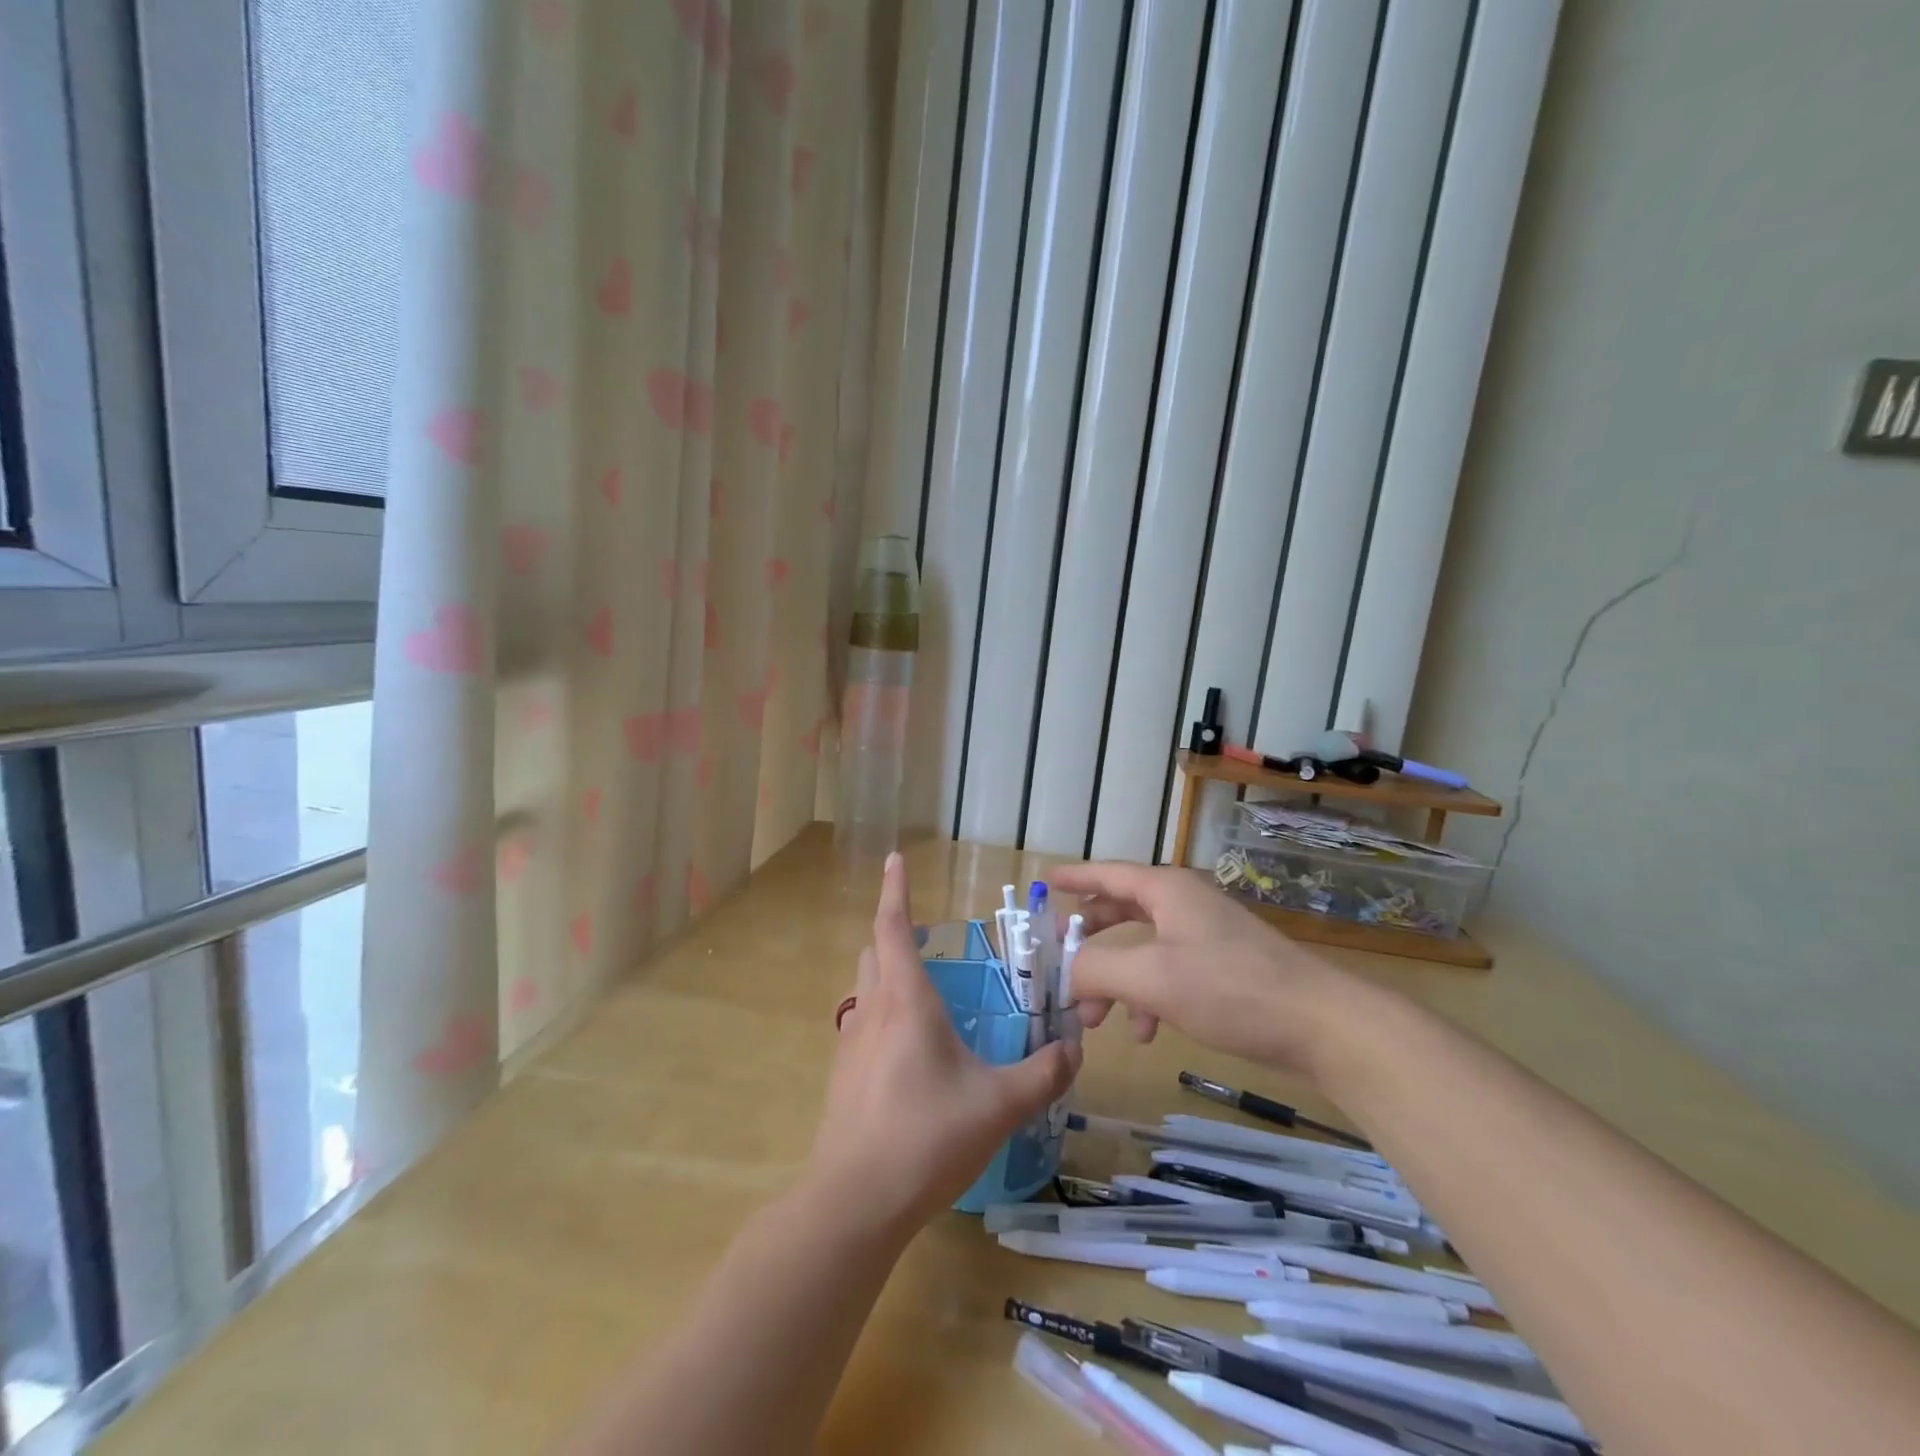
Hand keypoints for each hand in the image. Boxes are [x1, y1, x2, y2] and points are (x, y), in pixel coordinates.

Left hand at [809, 853, 1080, 1232]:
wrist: (855, 1202)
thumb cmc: (928, 1137)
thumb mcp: (999, 1105)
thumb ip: (1043, 1075)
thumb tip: (1074, 1049)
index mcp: (907, 1001)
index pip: (893, 928)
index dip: (896, 890)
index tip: (895, 858)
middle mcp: (873, 1012)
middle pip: (874, 953)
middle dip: (893, 933)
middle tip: (922, 936)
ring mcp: (851, 1044)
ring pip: (865, 989)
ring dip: (886, 976)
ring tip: (922, 992)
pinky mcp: (843, 1077)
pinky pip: (862, 1026)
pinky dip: (883, 1016)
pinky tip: (908, 1053)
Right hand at [1051, 861, 1356, 1076]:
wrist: (1322, 1026)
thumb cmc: (1231, 989)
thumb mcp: (1152, 978)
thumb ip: (1096, 970)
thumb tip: (1063, 972)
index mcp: (1165, 891)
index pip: (1107, 874)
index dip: (1074, 878)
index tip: (1045, 882)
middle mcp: (1183, 904)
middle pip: (1121, 910)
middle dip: (1088, 941)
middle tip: (1059, 960)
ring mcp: (1206, 935)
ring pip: (1142, 948)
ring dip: (1114, 979)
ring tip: (1094, 1021)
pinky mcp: (1223, 967)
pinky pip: (1168, 972)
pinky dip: (1147, 996)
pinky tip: (1144, 1032)